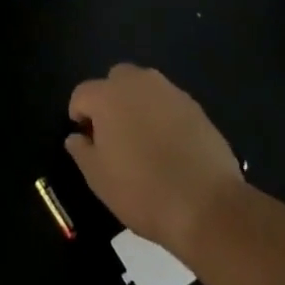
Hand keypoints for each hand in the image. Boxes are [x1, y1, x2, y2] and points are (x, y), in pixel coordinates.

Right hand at [65, 64, 244, 258]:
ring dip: (138, 105)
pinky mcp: (196, 106)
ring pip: (145, 88)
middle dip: (110, 100)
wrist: (207, 205)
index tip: (86, 141)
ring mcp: (170, 92)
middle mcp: (138, 82)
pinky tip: (170, 147)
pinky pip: (169, 103)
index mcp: (108, 96)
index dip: (79, 115)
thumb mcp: (99, 179)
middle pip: (115, 80)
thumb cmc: (142, 191)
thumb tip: (77, 137)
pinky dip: (163, 117)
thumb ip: (81, 151)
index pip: (82, 93)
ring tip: (143, 141)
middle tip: (114, 135)